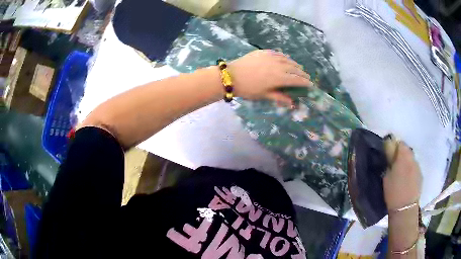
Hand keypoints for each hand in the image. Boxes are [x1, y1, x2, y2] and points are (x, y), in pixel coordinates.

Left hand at [227, 50, 312, 105]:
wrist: (231, 76)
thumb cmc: (248, 89)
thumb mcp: (264, 95)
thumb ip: (279, 97)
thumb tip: (292, 103)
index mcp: (279, 78)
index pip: (296, 80)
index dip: (305, 82)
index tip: (311, 85)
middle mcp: (278, 65)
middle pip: (294, 69)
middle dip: (302, 73)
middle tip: (306, 77)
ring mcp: (271, 57)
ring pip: (288, 60)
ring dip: (295, 64)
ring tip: (298, 68)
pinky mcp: (264, 52)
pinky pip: (278, 54)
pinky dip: (285, 57)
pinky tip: (286, 59)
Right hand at [383, 141, 421, 210]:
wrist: (405, 208)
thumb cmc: (393, 192)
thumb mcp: (386, 177)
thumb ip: (389, 163)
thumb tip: (389, 155)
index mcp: (403, 157)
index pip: (400, 143)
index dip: (395, 147)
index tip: (390, 155)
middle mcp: (413, 158)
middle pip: (407, 150)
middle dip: (401, 154)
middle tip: (395, 164)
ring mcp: (418, 167)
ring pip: (412, 159)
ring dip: (407, 162)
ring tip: (401, 173)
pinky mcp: (421, 175)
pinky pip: (415, 168)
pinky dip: (411, 170)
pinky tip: (407, 180)